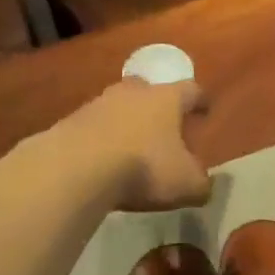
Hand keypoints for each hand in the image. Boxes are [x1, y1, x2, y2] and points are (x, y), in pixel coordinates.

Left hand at [62, 78, 211, 211]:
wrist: (76, 168)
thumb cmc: (144, 168)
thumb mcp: (187, 184)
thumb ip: (201, 183)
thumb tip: (204, 184)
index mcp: (167, 99)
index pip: (191, 90)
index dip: (200, 100)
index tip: (204, 110)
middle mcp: (133, 92)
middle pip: (149, 90)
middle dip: (157, 105)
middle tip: (163, 125)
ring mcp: (98, 104)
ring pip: (118, 106)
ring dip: (125, 121)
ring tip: (129, 146)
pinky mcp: (69, 122)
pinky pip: (92, 127)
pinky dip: (100, 139)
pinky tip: (101, 160)